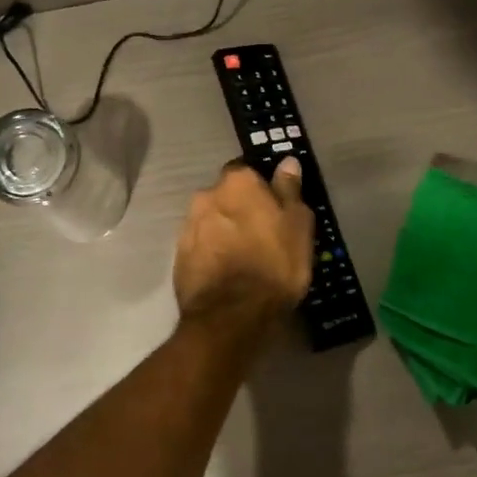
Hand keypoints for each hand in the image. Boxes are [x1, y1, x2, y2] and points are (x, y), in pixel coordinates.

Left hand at [174, 158, 313, 329]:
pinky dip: (212, 253)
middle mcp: (207, 195)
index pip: (248, 170)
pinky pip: (201, 245)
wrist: (232, 314)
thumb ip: (289, 190)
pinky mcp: (179, 255)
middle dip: (240, 209)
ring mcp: (188, 226)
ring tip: (243, 257)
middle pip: (226, 196)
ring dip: (224, 231)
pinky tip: (226, 272)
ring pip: (212, 220)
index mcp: (238, 182)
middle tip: (260, 233)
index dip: (261, 187)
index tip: (273, 206)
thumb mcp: (297, 225)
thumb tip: (287, 162)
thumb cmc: (275, 263)